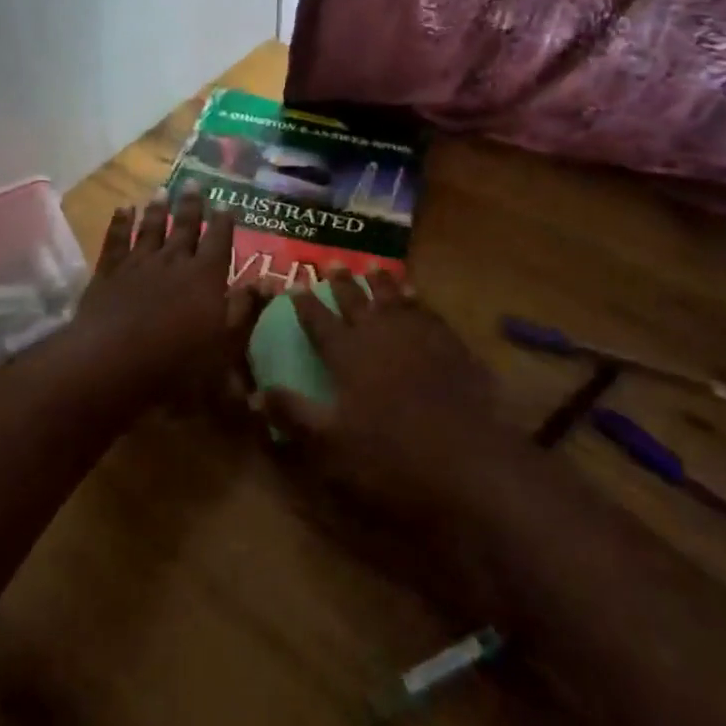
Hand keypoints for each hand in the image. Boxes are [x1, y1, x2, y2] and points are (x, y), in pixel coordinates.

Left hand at [73, 187, 263, 403]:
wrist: (112, 361)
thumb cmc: (177, 362)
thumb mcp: (224, 345)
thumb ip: (245, 310)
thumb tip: (268, 283)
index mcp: (205, 277)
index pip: (218, 241)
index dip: (223, 222)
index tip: (226, 203)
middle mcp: (173, 261)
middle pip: (184, 227)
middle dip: (191, 205)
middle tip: (193, 182)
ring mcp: (138, 264)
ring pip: (150, 228)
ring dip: (158, 209)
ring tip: (162, 191)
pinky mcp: (108, 273)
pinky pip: (116, 240)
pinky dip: (120, 222)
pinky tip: (123, 208)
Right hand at [257, 269, 519, 524]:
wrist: (469, 461)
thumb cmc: (391, 456)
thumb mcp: (331, 444)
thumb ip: (294, 414)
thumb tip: (256, 393)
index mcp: (348, 354)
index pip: (319, 321)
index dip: (305, 303)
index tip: (294, 285)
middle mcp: (380, 334)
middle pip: (356, 301)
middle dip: (342, 283)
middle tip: (333, 264)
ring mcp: (420, 336)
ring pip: (394, 298)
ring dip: (382, 283)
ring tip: (374, 268)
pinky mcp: (452, 345)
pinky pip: (428, 312)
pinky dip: (418, 301)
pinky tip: (417, 298)